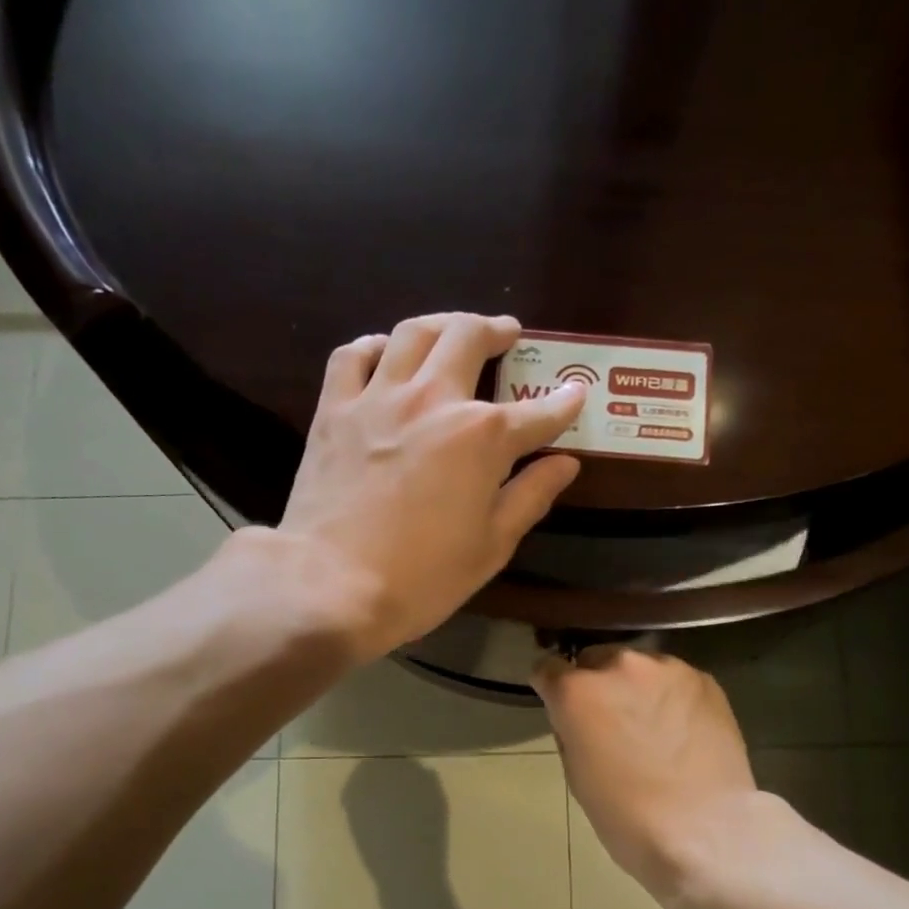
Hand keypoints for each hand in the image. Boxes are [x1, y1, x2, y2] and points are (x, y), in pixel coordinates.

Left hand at [275, 312, 585, 658]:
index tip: (575, 396)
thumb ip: (530, 496)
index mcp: (482, 436)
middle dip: (496, 331)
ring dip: (441, 324)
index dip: (562, 405)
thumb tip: (565, 463)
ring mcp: (378, 399)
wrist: (332, 584)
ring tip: (453, 330)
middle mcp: (433, 400)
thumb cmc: (423, 577)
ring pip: (413, 333)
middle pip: (468, 337)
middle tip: (508, 335)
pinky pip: (352, 356)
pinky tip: (384, 353)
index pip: (536, 413)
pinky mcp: (333, 410)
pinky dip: (374, 347)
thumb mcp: (491, 546)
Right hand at [532, 646, 764, 904]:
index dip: (551, 686)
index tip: (559, 703)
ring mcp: (667, 669)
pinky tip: (681, 729)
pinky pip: (674, 679)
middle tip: (609, 718)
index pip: (548, 668)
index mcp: (578, 691)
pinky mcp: (704, 680)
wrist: (704, 830)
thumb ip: (571, 729)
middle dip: (596, 684)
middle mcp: (620, 665)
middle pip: (596, 660)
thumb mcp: (576, 774)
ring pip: (639, 666)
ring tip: (651, 724)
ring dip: (635, 687)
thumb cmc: (626, 815)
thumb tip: (578, 716)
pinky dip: (670, 696)